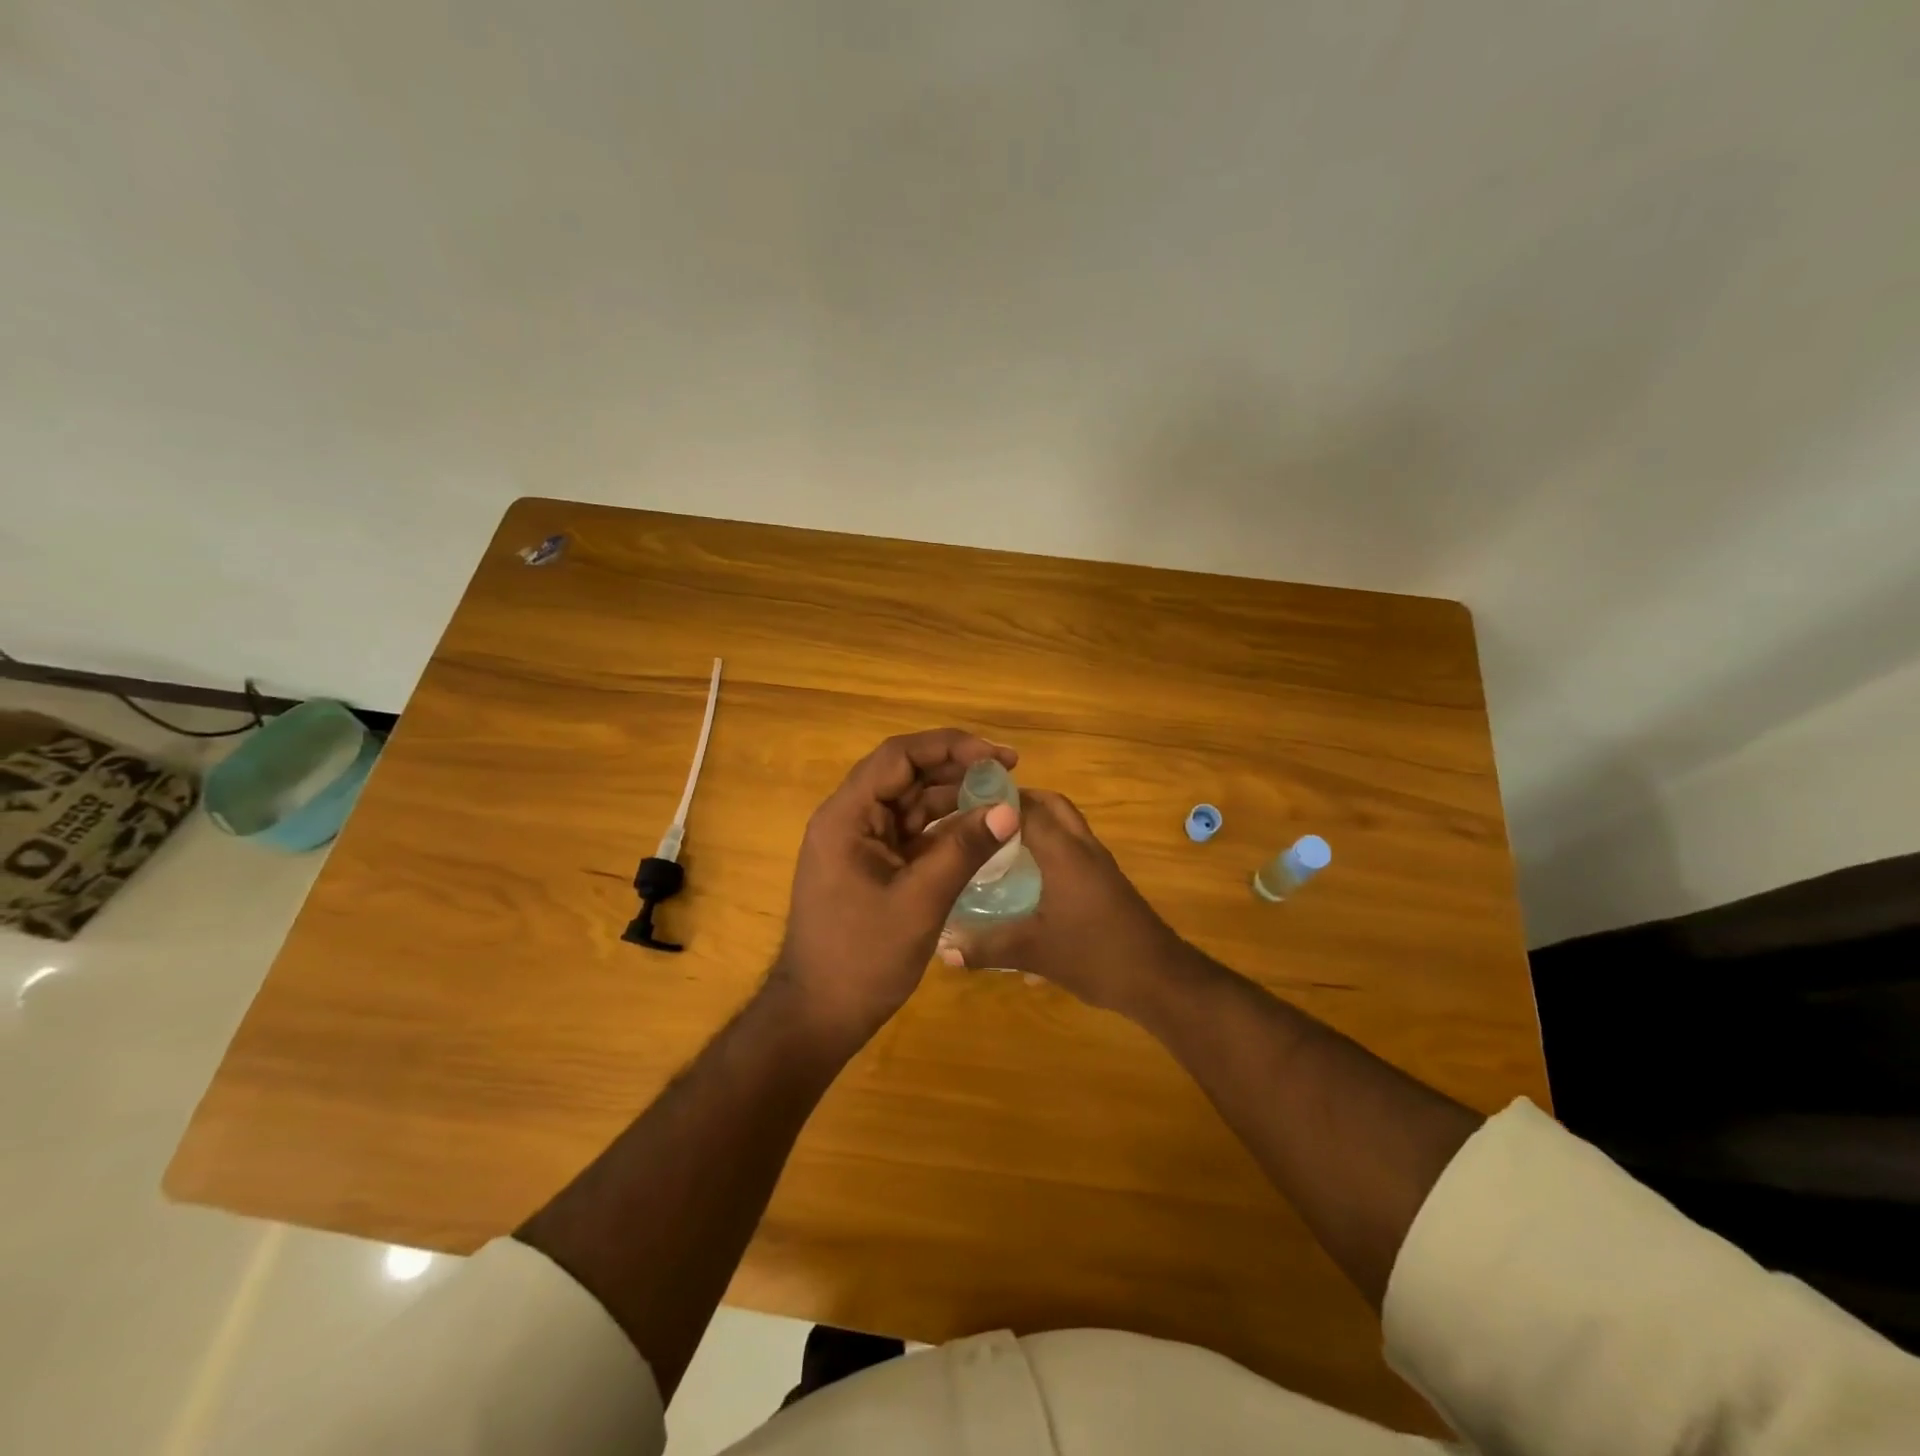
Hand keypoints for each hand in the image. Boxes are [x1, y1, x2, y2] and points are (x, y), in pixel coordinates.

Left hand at [771, 729, 1020, 1039]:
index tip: (996, 756)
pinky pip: (911, 831)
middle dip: (956, 767)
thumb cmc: (862, 959)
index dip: (949, 747)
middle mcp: (850, 819)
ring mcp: (860, 842)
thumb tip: (1010, 809)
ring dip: (953, 795)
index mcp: (847, 816)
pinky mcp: (872, 864)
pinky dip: (944, 827)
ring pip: (910, 801)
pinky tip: (978, 828)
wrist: (819, 1015)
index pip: (898, 757)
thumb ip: (963, 850)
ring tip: (1001, 795)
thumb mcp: (919, 903)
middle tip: (1008, 770)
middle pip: (905, 774)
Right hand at [936, 789, 1194, 1019]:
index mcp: (1063, 851)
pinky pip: (1074, 846)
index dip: (993, 801)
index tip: (959, 806)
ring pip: (1066, 825)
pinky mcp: (1107, 881)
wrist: (1159, 978)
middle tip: (982, 818)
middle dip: (1018, 802)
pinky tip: (1029, 876)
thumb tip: (942, 949)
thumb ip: (986, 948)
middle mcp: (1082, 847)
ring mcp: (1099, 863)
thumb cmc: (1095, 955)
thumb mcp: (1033, 952)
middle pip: (1052, 805)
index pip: (1025, 808)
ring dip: (1037, 822)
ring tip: (998, 843)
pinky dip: (1050, 845)